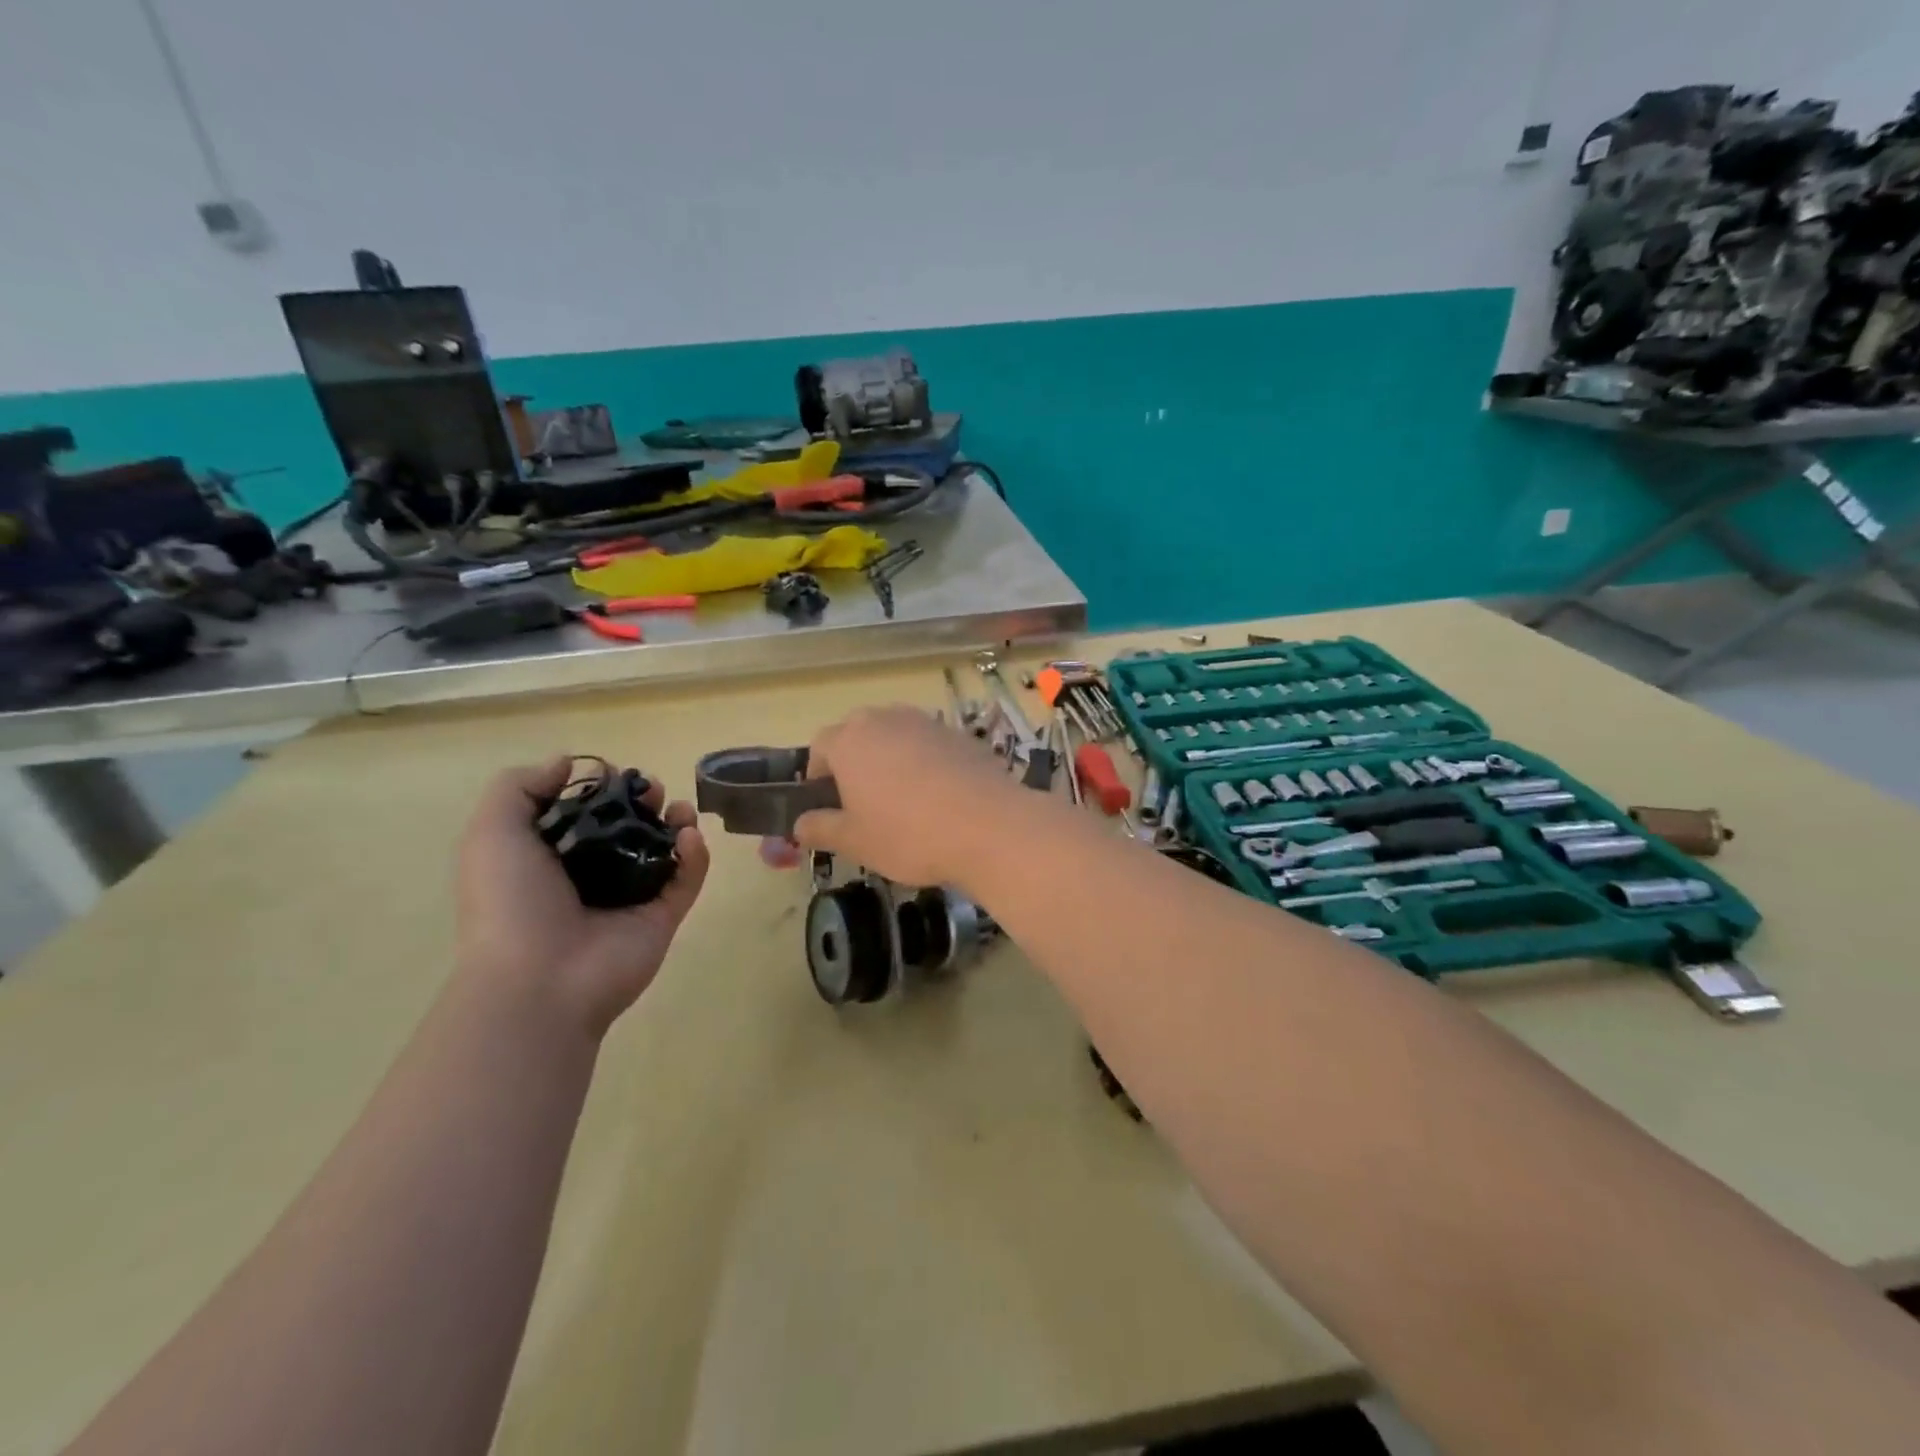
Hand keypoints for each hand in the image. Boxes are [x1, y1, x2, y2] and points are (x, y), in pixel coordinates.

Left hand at [455, 758, 709, 1035]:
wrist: (538, 979)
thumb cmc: (510, 903)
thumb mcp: (492, 833)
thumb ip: (520, 787)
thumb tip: (567, 762)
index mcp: (550, 858)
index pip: (584, 814)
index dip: (602, 788)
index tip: (614, 773)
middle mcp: (592, 876)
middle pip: (629, 826)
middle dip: (644, 801)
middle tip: (651, 790)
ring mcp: (631, 898)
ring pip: (664, 850)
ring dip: (676, 821)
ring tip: (677, 810)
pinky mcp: (664, 916)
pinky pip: (688, 878)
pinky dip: (696, 854)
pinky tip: (689, 836)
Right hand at [791, 705, 1027, 888]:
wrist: (989, 826)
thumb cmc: (908, 835)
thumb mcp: (854, 842)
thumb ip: (820, 828)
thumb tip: (799, 824)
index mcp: (850, 740)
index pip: (819, 746)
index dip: (818, 775)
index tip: (829, 804)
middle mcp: (886, 719)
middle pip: (858, 734)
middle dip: (855, 762)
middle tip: (864, 803)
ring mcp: (927, 722)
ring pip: (896, 736)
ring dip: (891, 760)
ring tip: (904, 801)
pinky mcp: (960, 734)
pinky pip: (929, 745)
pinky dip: (926, 763)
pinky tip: (940, 798)